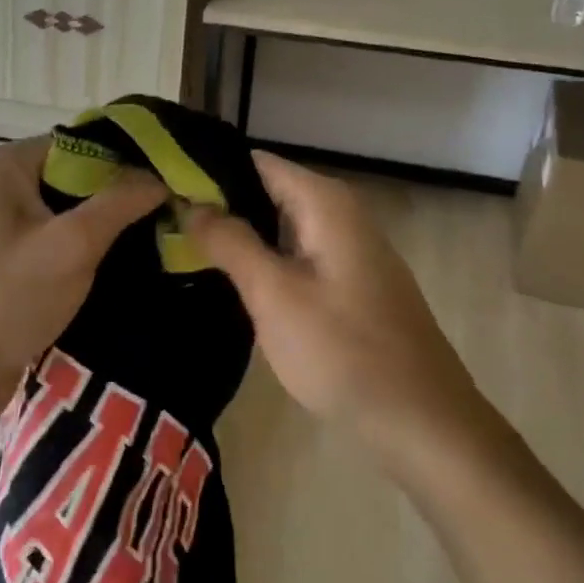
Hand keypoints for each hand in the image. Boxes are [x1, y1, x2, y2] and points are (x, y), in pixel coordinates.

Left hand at [0, 137, 166, 415]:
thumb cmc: (9, 298)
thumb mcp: (71, 245)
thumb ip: (119, 202)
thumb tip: (164, 176)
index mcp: (12, 164)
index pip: (87, 141)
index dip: (132, 158)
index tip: (178, 179)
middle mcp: (10, 184)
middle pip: (85, 175)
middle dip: (127, 193)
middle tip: (179, 211)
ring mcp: (14, 223)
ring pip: (80, 210)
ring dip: (116, 224)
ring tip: (167, 235)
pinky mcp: (22, 258)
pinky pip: (69, 239)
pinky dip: (98, 247)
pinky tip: (135, 261)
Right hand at [185, 152, 503, 464]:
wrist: (421, 420)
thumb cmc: (343, 351)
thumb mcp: (274, 295)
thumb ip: (230, 242)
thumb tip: (191, 204)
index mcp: (325, 203)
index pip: (255, 162)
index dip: (208, 171)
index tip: (163, 187)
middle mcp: (340, 213)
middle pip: (266, 191)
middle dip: (218, 204)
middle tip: (162, 220)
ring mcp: (348, 249)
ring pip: (279, 225)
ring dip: (238, 234)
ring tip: (180, 244)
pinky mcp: (348, 281)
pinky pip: (295, 253)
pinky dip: (262, 258)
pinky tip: (229, 278)